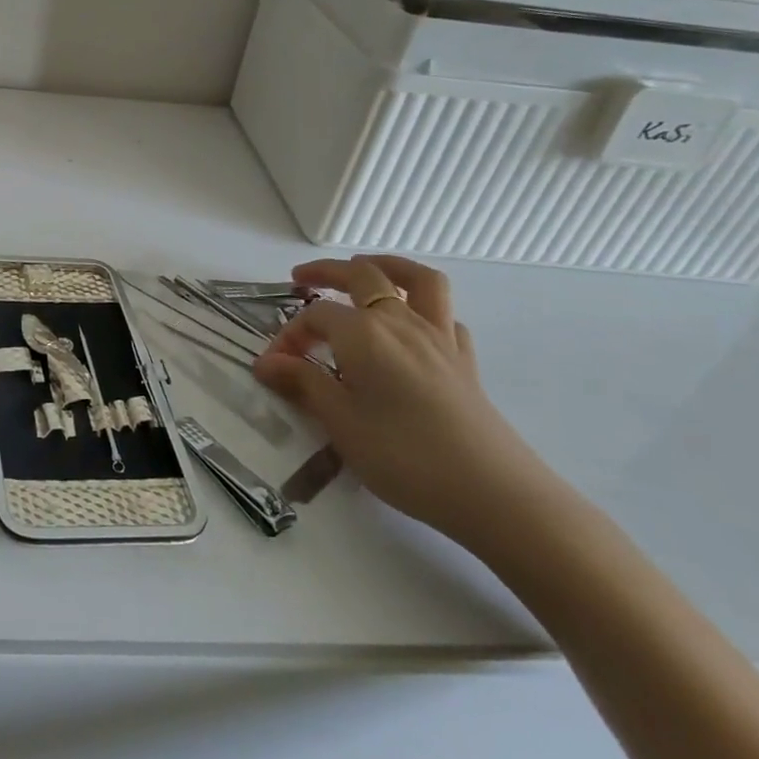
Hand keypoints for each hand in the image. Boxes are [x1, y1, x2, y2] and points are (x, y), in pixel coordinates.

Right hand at [252, 254, 546, 543]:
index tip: (274, 366)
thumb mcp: (339, 422)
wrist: (492, 493)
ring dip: (386, 265)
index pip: (315, 316)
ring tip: (364, 268)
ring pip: (416, 279)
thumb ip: (302, 384)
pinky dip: (424, 308)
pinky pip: (444, 314)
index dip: (290, 334)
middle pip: (361, 275)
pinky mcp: (464, 358)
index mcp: (363, 333)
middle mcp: (399, 321)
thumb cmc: (403, 456)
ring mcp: (438, 336)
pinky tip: (411, 327)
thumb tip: (266, 362)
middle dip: (326, 271)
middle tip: (300, 279)